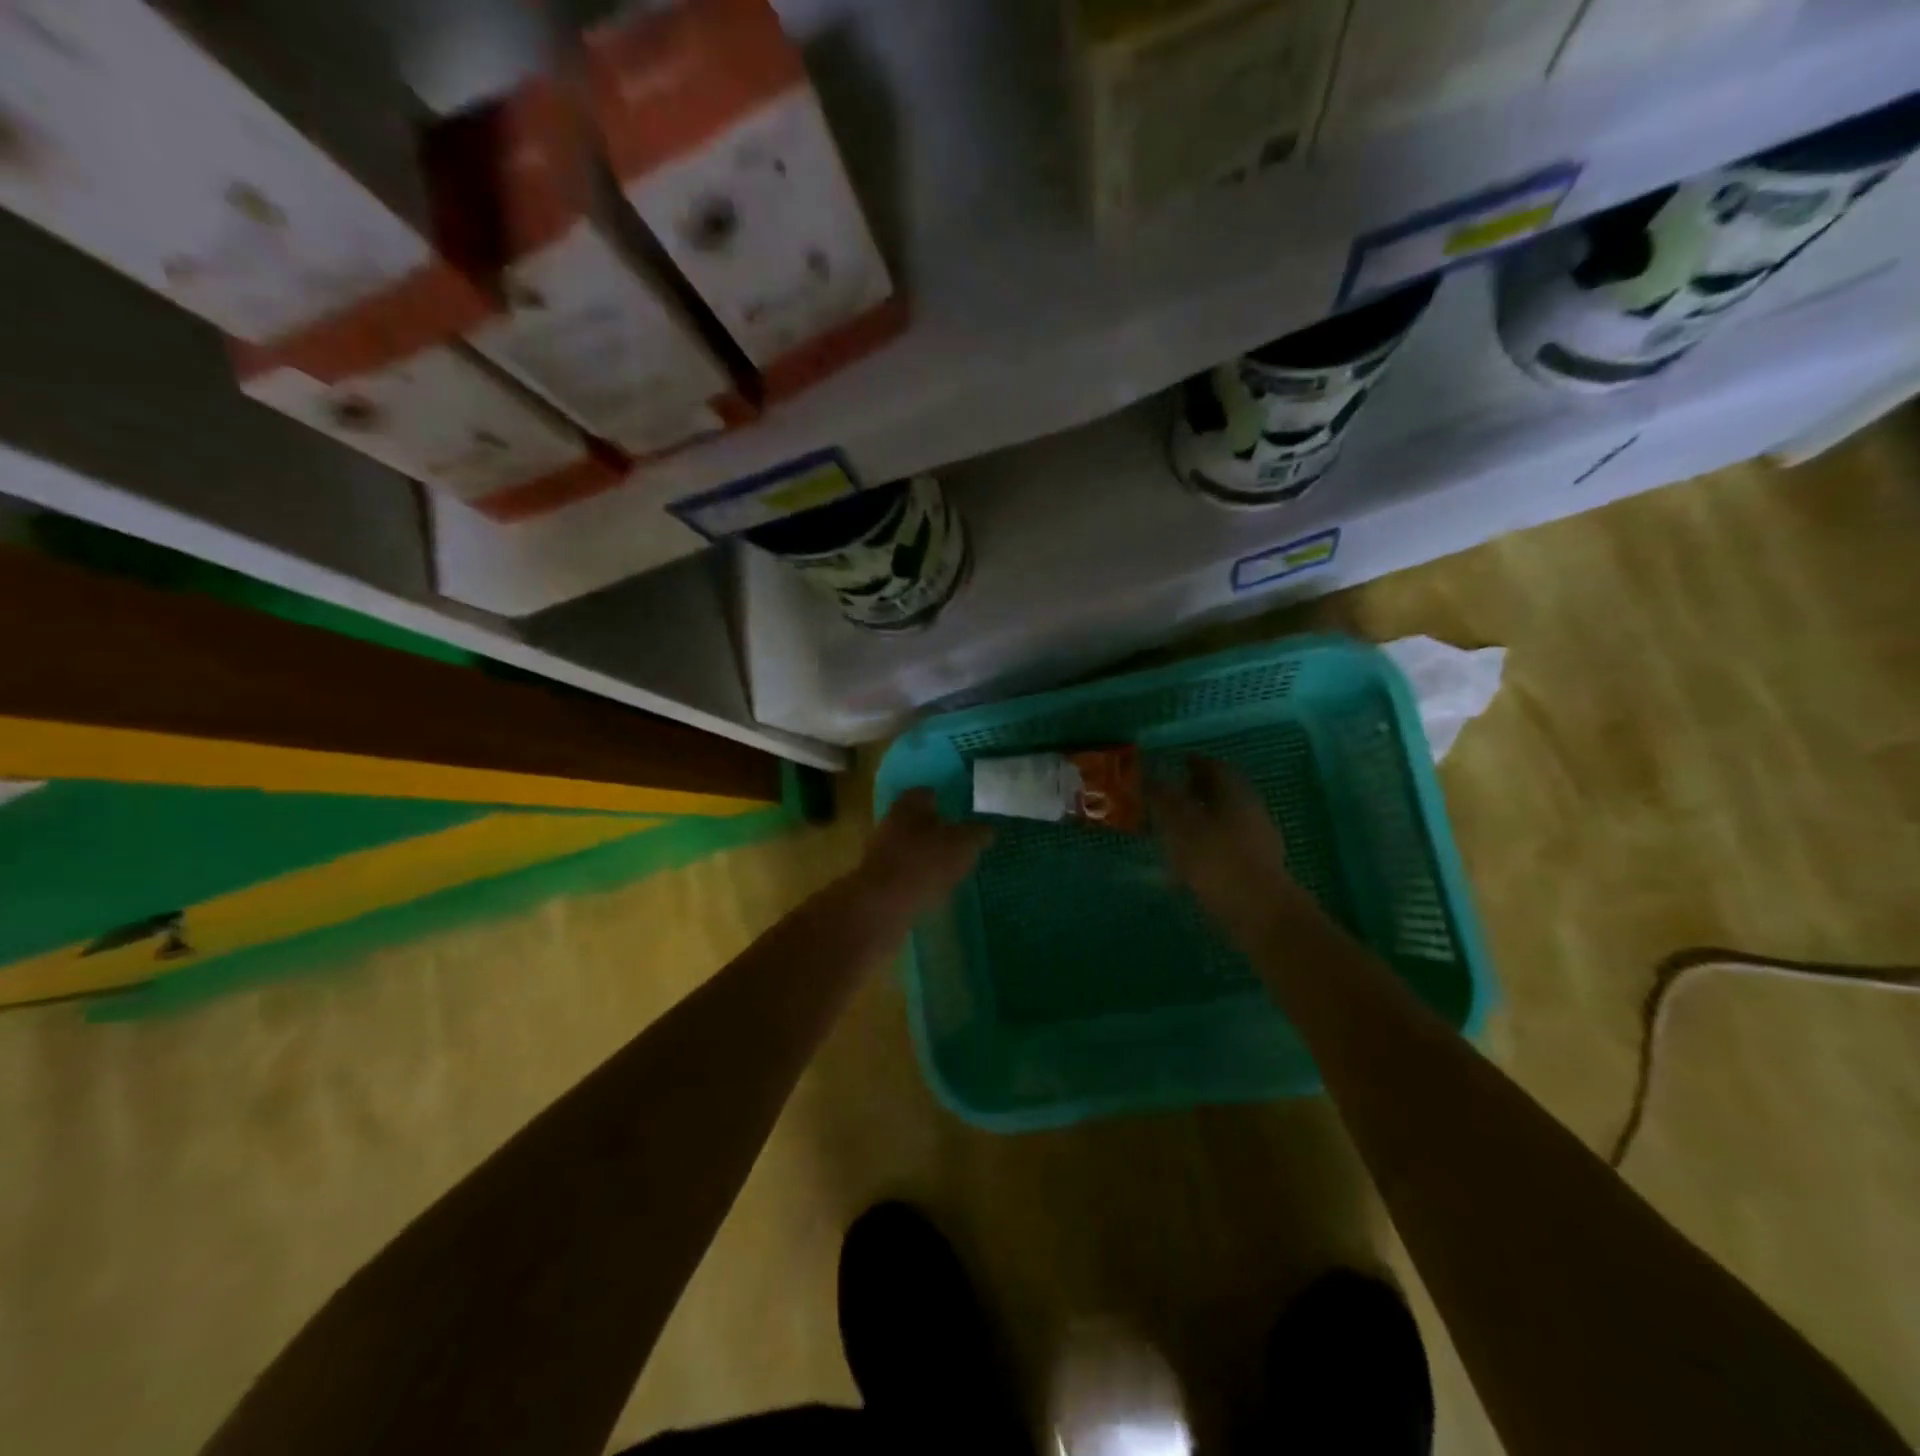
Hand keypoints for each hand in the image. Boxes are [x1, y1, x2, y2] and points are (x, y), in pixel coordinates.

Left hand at [850, 788, 992, 922]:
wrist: (882, 905)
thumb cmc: (925, 863)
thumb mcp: (963, 845)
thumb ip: (977, 834)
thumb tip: (987, 829)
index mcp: (908, 806)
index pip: (924, 793)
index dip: (941, 798)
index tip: (956, 808)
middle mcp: (889, 823)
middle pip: (912, 819)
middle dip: (931, 827)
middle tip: (954, 837)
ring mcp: (879, 852)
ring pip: (905, 845)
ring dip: (922, 853)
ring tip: (946, 865)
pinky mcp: (876, 880)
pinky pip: (901, 871)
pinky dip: (915, 875)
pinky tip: (930, 886)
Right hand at [1149, 756, 1321, 946]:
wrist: (1259, 914)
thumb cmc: (1216, 859)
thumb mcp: (1179, 823)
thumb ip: (1161, 797)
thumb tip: (1148, 774)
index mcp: (1234, 791)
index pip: (1213, 765)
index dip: (1191, 762)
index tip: (1171, 763)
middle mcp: (1250, 810)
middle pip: (1220, 792)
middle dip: (1194, 791)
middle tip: (1166, 795)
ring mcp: (1257, 841)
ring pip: (1223, 820)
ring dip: (1198, 819)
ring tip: (1169, 829)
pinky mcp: (1254, 869)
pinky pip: (1224, 846)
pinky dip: (1204, 845)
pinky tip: (1184, 861)